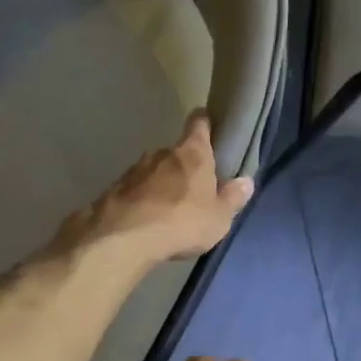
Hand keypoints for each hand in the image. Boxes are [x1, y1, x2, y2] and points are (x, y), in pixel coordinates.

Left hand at [51, 112, 253, 265]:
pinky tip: (143, 219)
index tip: (208, 126)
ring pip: (152, 171)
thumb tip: (246, 181)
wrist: (124, 237)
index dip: (204, 123)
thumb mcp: (218, 218)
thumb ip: (232, 199)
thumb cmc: (182, 222)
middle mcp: (161, 153)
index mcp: (192, 153)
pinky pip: (133, 190)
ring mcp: (134, 169)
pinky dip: (140, 200)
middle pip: (176, 151)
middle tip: (191, 188)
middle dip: (183, 166)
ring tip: (166, 209)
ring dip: (159, 184)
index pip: (199, 123)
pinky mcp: (114, 189)